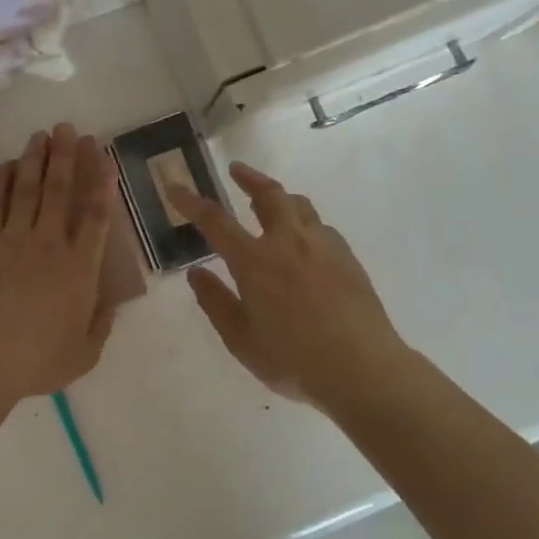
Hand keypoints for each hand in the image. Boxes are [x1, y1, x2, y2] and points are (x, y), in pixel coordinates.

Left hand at [0, 123, 115, 404]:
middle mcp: (50, 244)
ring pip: (28, 189)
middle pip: (60, 191)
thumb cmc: (35, 362)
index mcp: (80, 269)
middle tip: (70, 128)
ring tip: (42, 134)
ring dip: (36, 159)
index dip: (102, 183)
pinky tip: (5, 164)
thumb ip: (101, 324)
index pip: (96, 216)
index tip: (105, 157)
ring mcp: (14, 240)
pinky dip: (1, 181)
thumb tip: (111, 301)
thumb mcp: (84, 354)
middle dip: (67, 156)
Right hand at [171, 162, 407, 404]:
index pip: (215, 221)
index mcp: (255, 260)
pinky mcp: (348, 258)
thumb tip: (196, 273)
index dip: (191, 202)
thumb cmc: (293, 359)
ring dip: (280, 196)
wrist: (362, 368)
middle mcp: (288, 242)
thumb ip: (216, 302)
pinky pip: (321, 228)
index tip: (175, 187)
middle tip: (236, 170)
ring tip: (272, 200)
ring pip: (300, 205)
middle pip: (268, 195)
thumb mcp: (241, 339)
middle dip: (249, 178)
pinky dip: (305, 224)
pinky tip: (305, 242)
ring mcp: (323, 246)